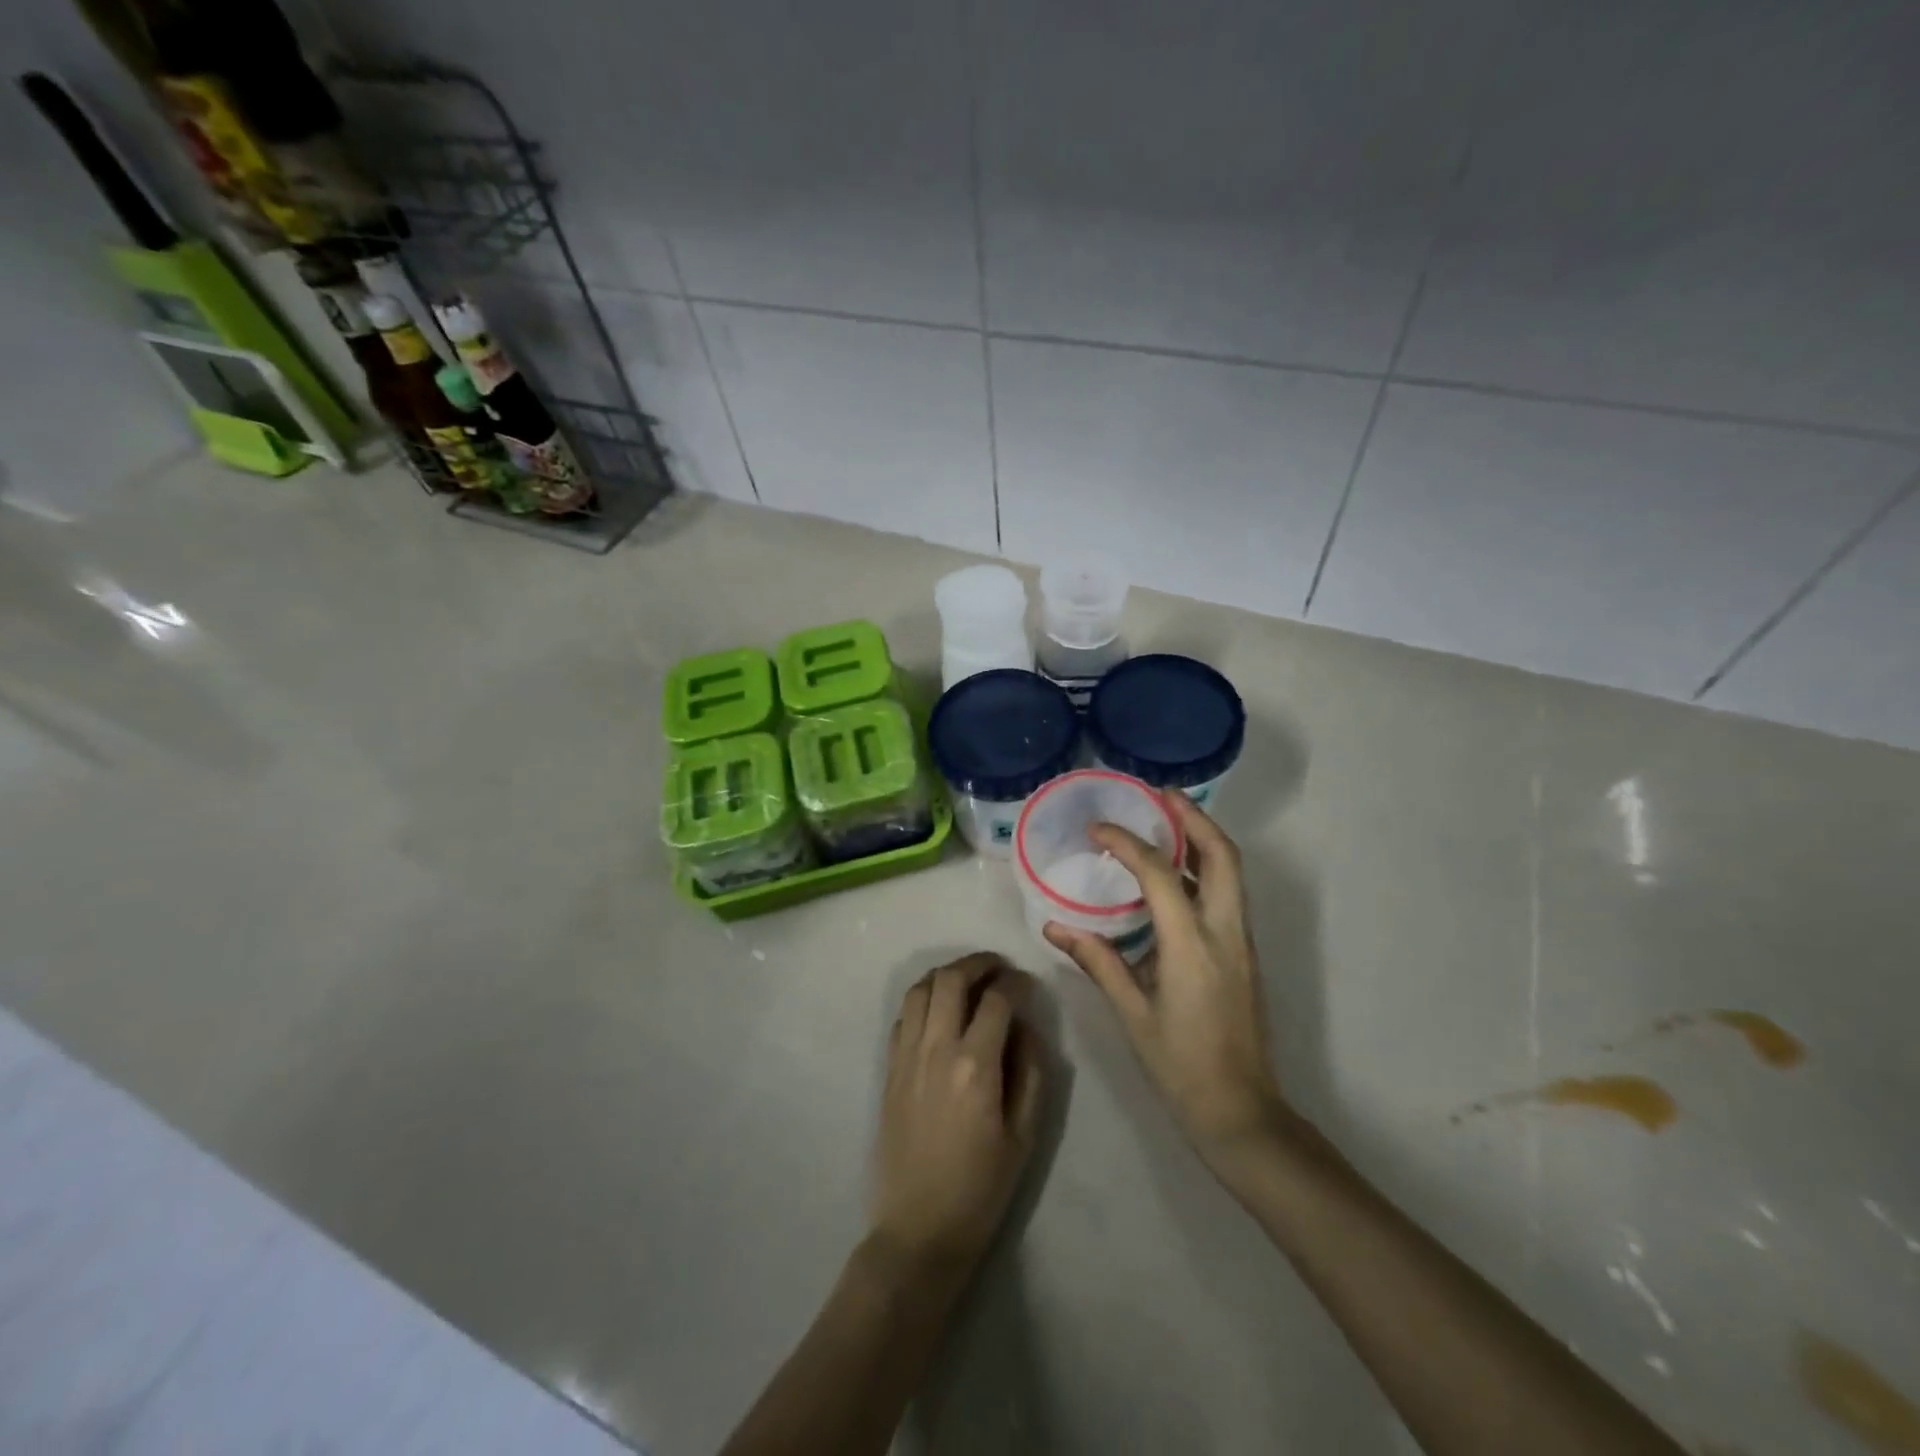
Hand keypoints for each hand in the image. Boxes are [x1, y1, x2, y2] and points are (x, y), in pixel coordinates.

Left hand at [869, 953, 1044, 1275]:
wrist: (918, 1230)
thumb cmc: (980, 1189)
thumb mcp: (1024, 1135)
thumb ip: (1030, 1072)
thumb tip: (1026, 1027)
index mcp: (975, 1066)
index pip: (997, 1000)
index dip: (1016, 983)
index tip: (1027, 984)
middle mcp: (936, 1049)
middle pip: (952, 979)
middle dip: (979, 963)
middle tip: (999, 968)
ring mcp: (906, 1055)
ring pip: (921, 988)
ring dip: (947, 974)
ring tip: (969, 980)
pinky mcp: (889, 1068)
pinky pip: (904, 1014)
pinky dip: (924, 998)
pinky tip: (940, 1010)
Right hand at [1045, 793, 1287, 1158]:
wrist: (1242, 1111)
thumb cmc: (1180, 1065)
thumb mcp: (1132, 1013)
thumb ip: (1097, 961)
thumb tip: (1055, 926)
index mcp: (1192, 946)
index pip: (1162, 875)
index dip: (1129, 843)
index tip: (1097, 829)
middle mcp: (1225, 933)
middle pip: (1222, 855)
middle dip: (1194, 818)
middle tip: (1160, 795)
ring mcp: (1241, 941)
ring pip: (1232, 872)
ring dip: (1203, 838)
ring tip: (1168, 820)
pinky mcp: (1244, 953)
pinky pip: (1228, 894)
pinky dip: (1205, 868)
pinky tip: (1175, 874)